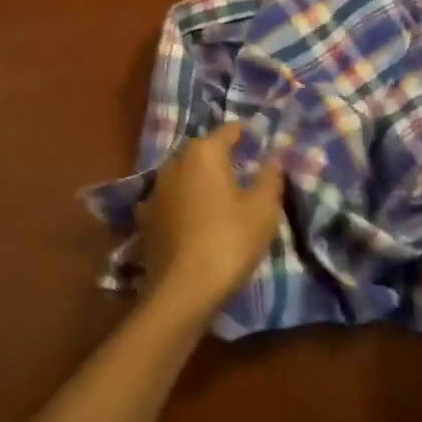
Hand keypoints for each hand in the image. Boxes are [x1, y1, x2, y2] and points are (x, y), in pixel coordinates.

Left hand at [137, 123, 283, 318]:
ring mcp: (155, 190)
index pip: (230, 130)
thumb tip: (275, 153)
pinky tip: (195, 221)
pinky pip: (172, 201)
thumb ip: (270, 175)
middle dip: (224, 158)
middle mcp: (174, 162)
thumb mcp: (263, 208)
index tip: (265, 145)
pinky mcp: (145, 218)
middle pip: (204, 151)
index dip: (250, 135)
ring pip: (185, 175)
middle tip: (247, 174)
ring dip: (201, 182)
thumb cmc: (229, 241)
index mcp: (203, 152)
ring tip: (222, 200)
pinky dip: (184, 204)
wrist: (182, 292)